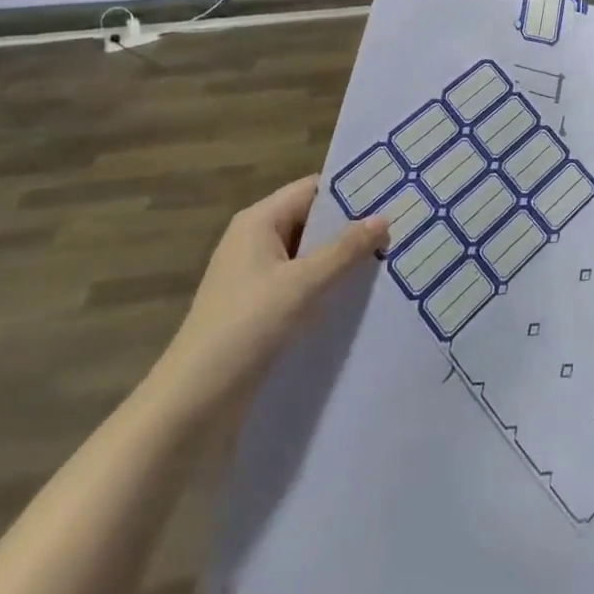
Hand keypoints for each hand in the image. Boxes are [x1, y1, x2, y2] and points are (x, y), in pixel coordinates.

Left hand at [155, 176, 386, 415]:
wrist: (193, 404)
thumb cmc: (247, 327)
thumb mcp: (303, 284)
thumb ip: (345, 250)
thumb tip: (383, 218)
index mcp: (258, 221)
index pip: (312, 190)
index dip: (350, 191)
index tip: (392, 196)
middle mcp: (255, 241)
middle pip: (311, 221)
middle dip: (351, 228)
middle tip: (400, 230)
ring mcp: (254, 278)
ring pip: (308, 257)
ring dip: (341, 261)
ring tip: (390, 262)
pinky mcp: (257, 311)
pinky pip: (300, 286)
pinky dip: (326, 288)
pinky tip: (359, 300)